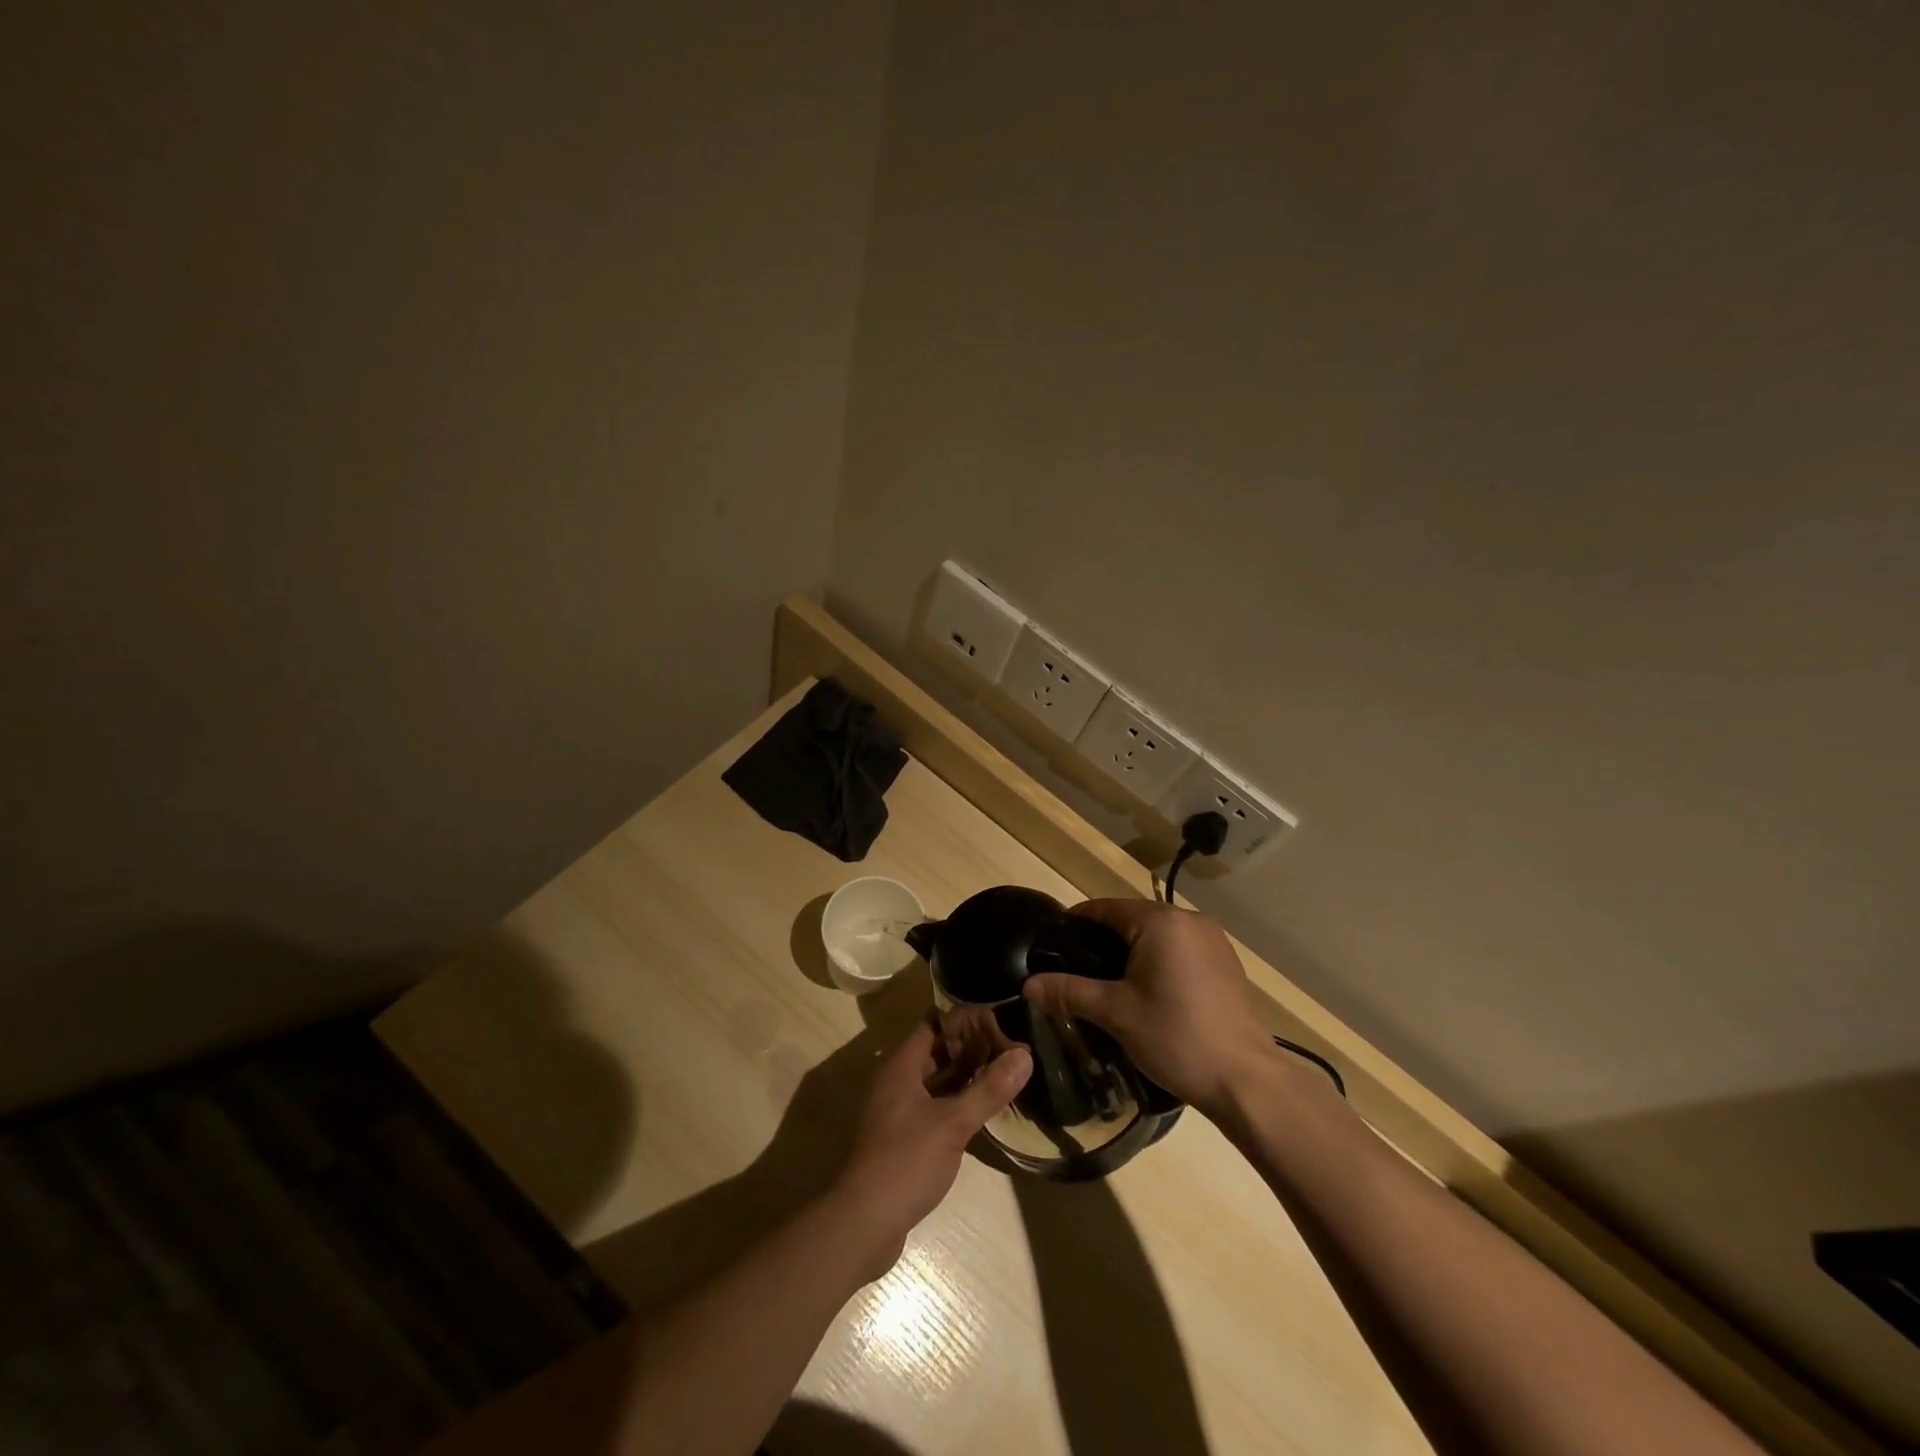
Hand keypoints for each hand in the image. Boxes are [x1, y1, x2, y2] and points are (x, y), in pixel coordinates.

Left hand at [829, 1018, 1031, 1279]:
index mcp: (901, 1066)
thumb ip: (988, 1089)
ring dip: (965, 1076)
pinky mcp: (904, 1138)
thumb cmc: (906, 1161)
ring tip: (1004, 1072)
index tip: (998, 1019)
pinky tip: (984, 1109)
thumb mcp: (953, 1123)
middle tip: (1009, 1045)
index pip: (933, 1023)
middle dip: (970, 1047)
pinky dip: (957, 1102)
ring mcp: (898, 1111)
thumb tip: (1024, 1055)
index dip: (963, 1018)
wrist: (864, 1223)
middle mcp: (897, 1081)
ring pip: (936, 1081)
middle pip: (936, 1051)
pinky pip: (934, 1107)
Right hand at [1022, 899, 1274, 1116]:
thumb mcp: (1115, 1013)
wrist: (1245, 1080)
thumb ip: (1069, 992)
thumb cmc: (1176, 1037)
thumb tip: (1028, 985)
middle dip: (1104, 940)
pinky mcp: (1226, 963)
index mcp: (1160, 921)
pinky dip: (1160, 961)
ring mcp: (1213, 941)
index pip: (1106, 908)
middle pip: (1133, 919)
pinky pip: (1181, 950)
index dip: (1076, 923)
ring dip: (1133, 951)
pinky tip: (1150, 992)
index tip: (1053, 944)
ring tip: (1109, 982)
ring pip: (1158, 935)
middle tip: (1077, 969)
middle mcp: (1189, 920)